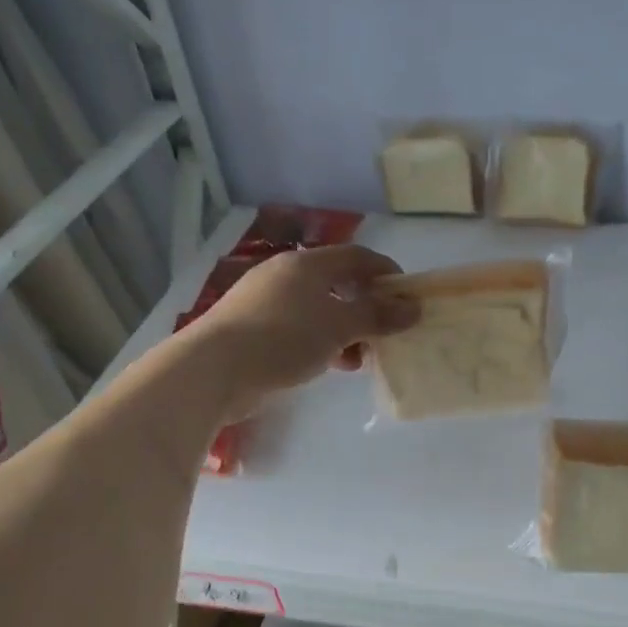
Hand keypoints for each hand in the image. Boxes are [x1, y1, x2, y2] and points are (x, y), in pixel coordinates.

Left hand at [189, 245, 417, 417]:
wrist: (214, 369)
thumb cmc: (284, 338)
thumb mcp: (339, 326)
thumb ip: (378, 316)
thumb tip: (413, 308)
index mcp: (308, 264)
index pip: (358, 256)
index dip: (386, 273)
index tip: (408, 298)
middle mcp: (287, 275)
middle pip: (339, 283)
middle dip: (367, 306)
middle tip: (387, 331)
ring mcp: (267, 302)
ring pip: (320, 309)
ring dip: (346, 329)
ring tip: (361, 357)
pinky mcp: (255, 329)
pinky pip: (301, 329)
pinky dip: (323, 342)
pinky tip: (333, 365)